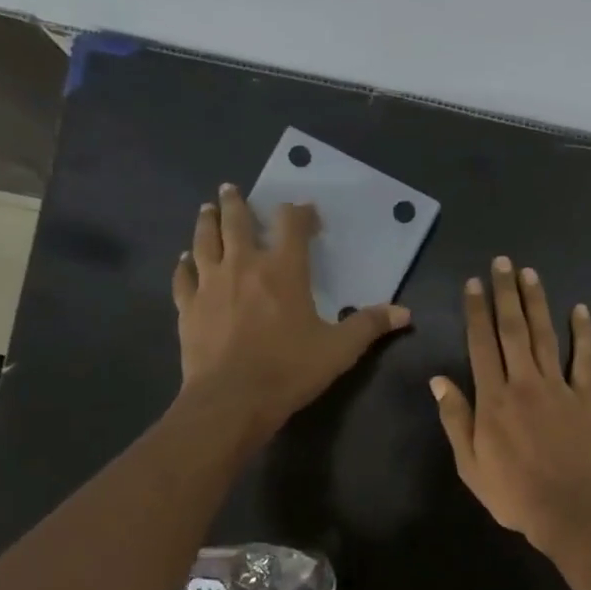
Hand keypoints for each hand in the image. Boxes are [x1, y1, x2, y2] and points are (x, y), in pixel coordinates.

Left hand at [173, 184, 409, 438]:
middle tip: (232, 190)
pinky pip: (184, 276)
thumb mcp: (339, 349)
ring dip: (207, 222)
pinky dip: (185, 264)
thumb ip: (369, 325)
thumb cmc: (289, 370)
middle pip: (237, 222)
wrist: (231, 399)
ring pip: (205, 240)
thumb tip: (405, 313)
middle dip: (237, 203)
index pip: (291, 226)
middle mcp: (244, 266)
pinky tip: (185, 260)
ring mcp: (210, 284)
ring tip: (207, 210)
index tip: (304, 211)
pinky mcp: (188, 306)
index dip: (299, 213)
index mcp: (284, 270)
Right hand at [431, 258, 590, 553]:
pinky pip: (584, 360)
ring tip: (530, 274)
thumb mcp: (470, 464)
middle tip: (503, 262)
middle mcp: (524, 383)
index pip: (481, 344)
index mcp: (493, 399)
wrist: (569, 510)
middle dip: (506, 294)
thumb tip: (438, 380)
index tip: (474, 283)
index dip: (476, 311)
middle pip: (513, 329)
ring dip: (537, 303)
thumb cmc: (513, 493)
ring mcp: (558, 388)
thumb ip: (456, 419)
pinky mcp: (584, 398)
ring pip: (545, 336)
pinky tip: (580, 310)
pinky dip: (583, 334)